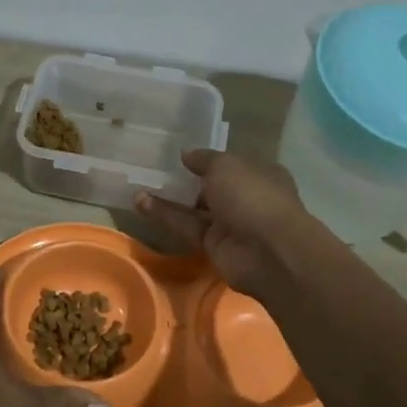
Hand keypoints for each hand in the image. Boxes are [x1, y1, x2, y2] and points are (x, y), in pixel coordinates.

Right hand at [134, 149, 321, 297]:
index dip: (207, 160)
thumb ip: (204, 159)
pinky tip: (141, 204)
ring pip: (195, 209)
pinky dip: (166, 216)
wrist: (268, 252)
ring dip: (168, 200)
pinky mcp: (213, 246)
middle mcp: (246, 198)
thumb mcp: (226, 166)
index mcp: (259, 174)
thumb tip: (186, 154)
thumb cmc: (252, 196)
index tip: (180, 156)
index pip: (230, 165)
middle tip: (153, 171)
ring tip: (138, 187)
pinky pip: (187, 227)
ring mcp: (230, 224)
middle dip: (185, 181)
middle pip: (211, 188)